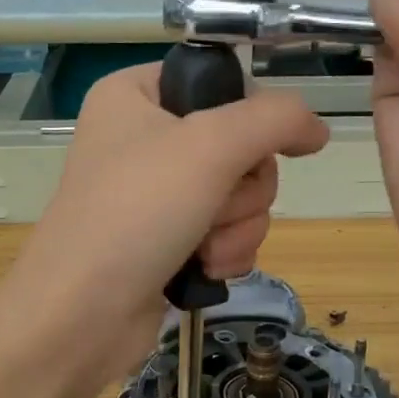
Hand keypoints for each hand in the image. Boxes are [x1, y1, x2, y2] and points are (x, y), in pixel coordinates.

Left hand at [4, 63, 328, 381]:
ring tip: (204, 248)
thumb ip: (275, 120)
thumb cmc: (136, 213)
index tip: (246, 148)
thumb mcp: (210, 146)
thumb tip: (318, 128)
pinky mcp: (166, 241)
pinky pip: (226, 231)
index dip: (246, 117)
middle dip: (241, 189)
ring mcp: (155, 194)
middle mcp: (143, 138)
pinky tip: (205, 269)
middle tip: (212, 207)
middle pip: (239, 146)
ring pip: (240, 195)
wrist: (81, 315)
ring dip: (237, 226)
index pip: (220, 82)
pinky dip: (225, 251)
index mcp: (135, 96)